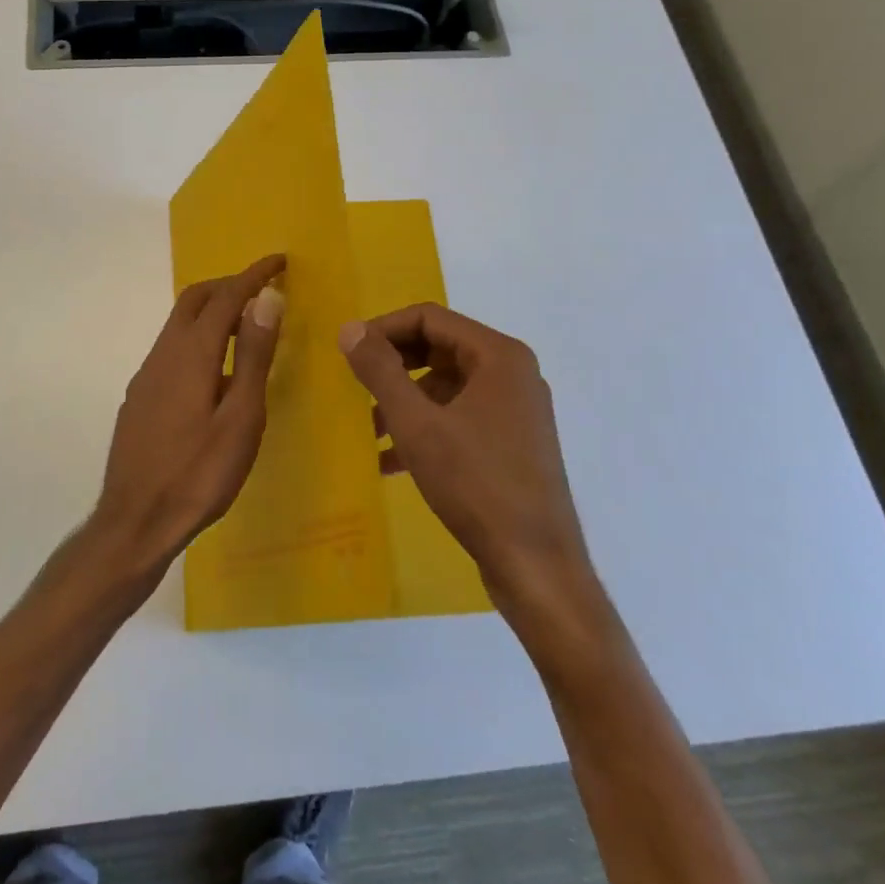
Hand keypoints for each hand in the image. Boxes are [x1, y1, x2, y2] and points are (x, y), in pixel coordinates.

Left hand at [92, 255, 285, 570]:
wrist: (136, 521)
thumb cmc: (199, 473)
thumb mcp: (241, 417)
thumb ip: (253, 355)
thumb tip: (267, 298)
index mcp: (191, 353)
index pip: (226, 296)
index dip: (253, 275)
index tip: (280, 261)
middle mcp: (163, 354)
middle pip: (194, 300)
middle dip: (228, 285)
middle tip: (263, 290)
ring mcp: (146, 375)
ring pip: (179, 324)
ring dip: (211, 311)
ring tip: (246, 326)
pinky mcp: (139, 397)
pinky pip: (171, 348)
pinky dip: (198, 337)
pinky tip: (214, 369)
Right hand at [339, 304, 598, 613]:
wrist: (536, 565)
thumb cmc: (476, 484)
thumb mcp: (417, 424)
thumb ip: (380, 371)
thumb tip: (349, 329)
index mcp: (499, 356)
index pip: (430, 318)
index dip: (383, 329)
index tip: (348, 353)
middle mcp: (512, 373)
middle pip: (439, 349)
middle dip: (393, 367)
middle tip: (356, 387)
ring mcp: (516, 409)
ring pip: (447, 386)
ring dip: (405, 402)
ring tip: (370, 431)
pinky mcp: (513, 443)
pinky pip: (460, 417)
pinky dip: (426, 427)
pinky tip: (392, 460)